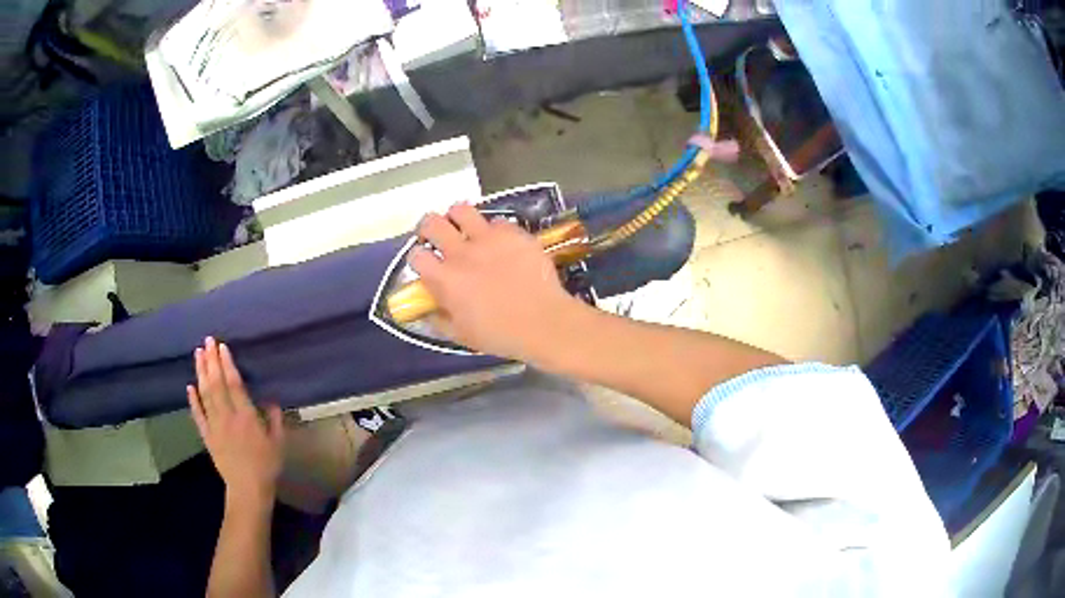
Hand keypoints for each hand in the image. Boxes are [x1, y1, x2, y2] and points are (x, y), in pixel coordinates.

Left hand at [187, 337, 284, 505]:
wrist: (248, 488)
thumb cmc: (267, 465)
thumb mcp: (278, 442)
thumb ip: (275, 419)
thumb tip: (271, 399)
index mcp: (246, 416)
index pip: (234, 384)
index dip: (227, 364)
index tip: (222, 347)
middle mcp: (227, 416)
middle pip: (216, 384)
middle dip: (211, 361)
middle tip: (207, 341)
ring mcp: (214, 425)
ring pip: (205, 394)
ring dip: (200, 373)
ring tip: (198, 354)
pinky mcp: (207, 436)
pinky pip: (198, 415)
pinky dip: (193, 400)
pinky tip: (189, 386)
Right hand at [410, 203, 581, 359]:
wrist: (544, 322)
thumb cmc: (500, 334)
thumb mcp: (461, 336)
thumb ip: (438, 320)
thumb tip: (426, 311)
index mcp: (445, 279)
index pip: (416, 256)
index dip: (418, 258)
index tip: (426, 263)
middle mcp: (461, 253)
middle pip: (432, 223)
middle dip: (429, 228)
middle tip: (438, 237)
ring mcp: (488, 238)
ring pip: (461, 210)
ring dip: (458, 218)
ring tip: (465, 228)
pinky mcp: (513, 233)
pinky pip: (497, 221)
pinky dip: (494, 230)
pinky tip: (500, 242)